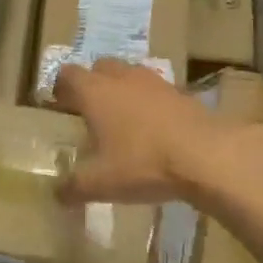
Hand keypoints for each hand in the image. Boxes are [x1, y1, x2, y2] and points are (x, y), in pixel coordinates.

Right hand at [51, 59, 237, 203]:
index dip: (60, 88)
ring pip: (129, 75)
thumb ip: (73, 188)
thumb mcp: (101, 183)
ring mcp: (153, 81)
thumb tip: (57, 194)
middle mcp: (121, 77)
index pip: (67, 74)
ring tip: (122, 119)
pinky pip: (154, 90)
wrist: (205, 155)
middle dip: (91, 84)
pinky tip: (152, 128)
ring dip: (121, 90)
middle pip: (99, 67)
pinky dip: (147, 102)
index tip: (59, 106)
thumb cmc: (142, 163)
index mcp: (95, 92)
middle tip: (89, 112)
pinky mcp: (180, 91)